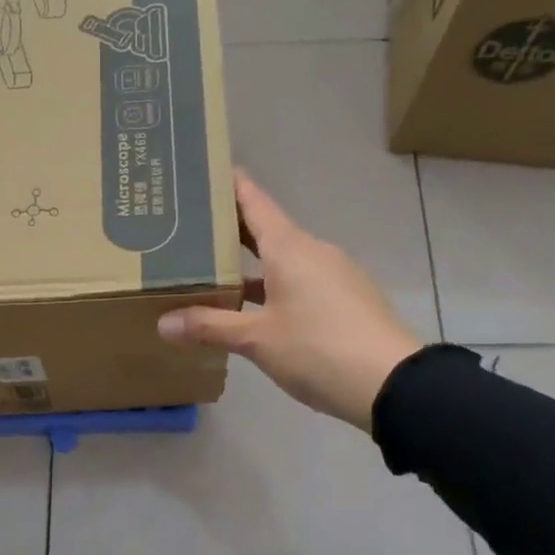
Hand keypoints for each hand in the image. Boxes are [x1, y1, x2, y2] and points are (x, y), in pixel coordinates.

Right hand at [157, 171, 422, 431]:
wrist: (392, 383)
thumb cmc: (318, 348)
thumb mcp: (257, 339)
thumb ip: (210, 326)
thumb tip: (163, 323)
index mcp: (290, 247)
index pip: (253, 200)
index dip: (228, 183)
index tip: (200, 171)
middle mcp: (312, 251)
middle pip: (265, 230)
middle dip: (228, 229)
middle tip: (187, 229)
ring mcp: (333, 275)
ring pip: (282, 260)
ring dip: (249, 264)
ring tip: (210, 272)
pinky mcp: (344, 300)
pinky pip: (299, 282)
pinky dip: (271, 286)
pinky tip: (251, 309)